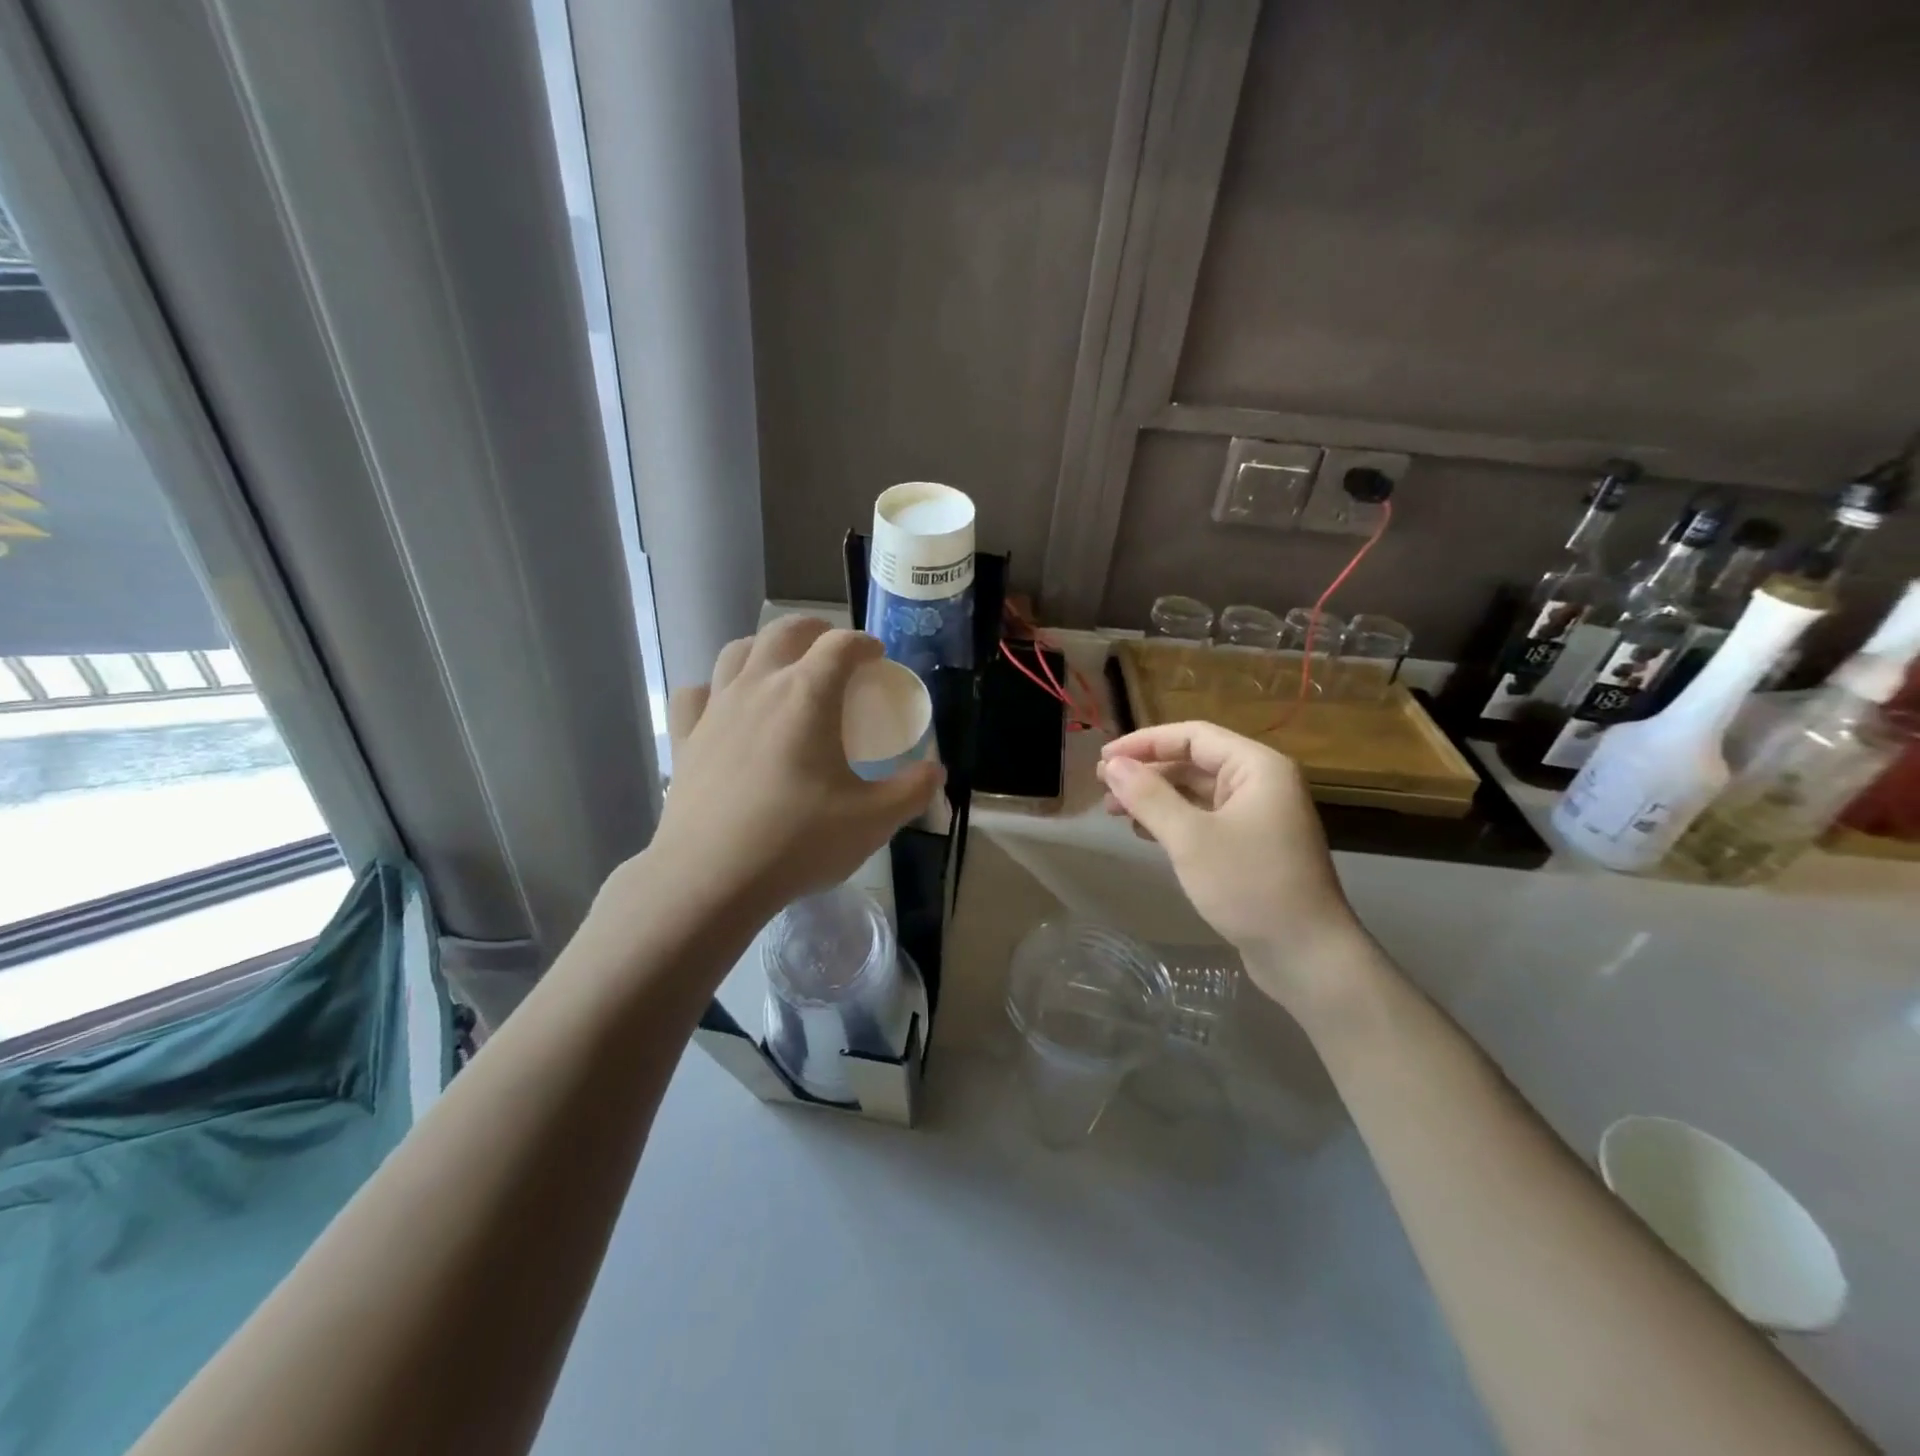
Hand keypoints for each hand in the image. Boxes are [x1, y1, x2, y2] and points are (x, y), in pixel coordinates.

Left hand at [647, 618, 943, 915]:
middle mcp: (759, 687)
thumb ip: (912, 790)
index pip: (840, 646)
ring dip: (765, 648)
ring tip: (781, 666)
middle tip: (833, 649)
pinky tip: (724, 706)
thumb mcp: (874, 820)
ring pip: (736, 652)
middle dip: (814, 630)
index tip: (877, 657)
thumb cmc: (799, 842)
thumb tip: (934, 771)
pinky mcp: (685, 739)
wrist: (712, 878)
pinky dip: (713, 689)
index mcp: (807, 695)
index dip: (863, 643)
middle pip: (784, 631)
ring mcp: (716, 710)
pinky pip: (696, 695)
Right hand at [1096, 722, 1365, 1013]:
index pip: (1192, 736)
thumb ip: (1149, 796)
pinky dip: (1172, 821)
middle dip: (1146, 772)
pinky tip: (1144, 832)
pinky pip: (1204, 819)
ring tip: (1114, 811)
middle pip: (1193, 762)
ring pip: (1196, 793)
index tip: (1103, 759)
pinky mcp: (1251, 847)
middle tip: (1102, 787)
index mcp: (1256, 767)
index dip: (1144, 743)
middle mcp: (1261, 784)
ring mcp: (1258, 817)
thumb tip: (1113, 766)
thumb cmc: (1249, 886)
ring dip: (1155, 797)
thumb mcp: (1190, 839)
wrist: (1307, 956)